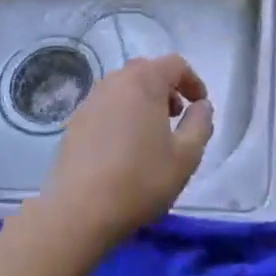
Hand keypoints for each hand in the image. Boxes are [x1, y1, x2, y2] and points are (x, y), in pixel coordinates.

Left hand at [37, 54, 213, 248]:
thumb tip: (201, 106)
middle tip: (176, 116)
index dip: (193, 81)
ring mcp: (90, 101)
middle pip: (146, 72)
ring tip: (151, 134)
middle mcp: (114, 82)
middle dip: (166, 88)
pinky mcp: (74, 123)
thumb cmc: (140, 179)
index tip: (200, 105)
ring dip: (143, 102)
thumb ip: (200, 124)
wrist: (78, 211)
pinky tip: (124, 149)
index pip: (175, 64)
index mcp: (144, 82)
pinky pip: (106, 108)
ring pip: (123, 89)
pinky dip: (121, 116)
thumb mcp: (186, 156)